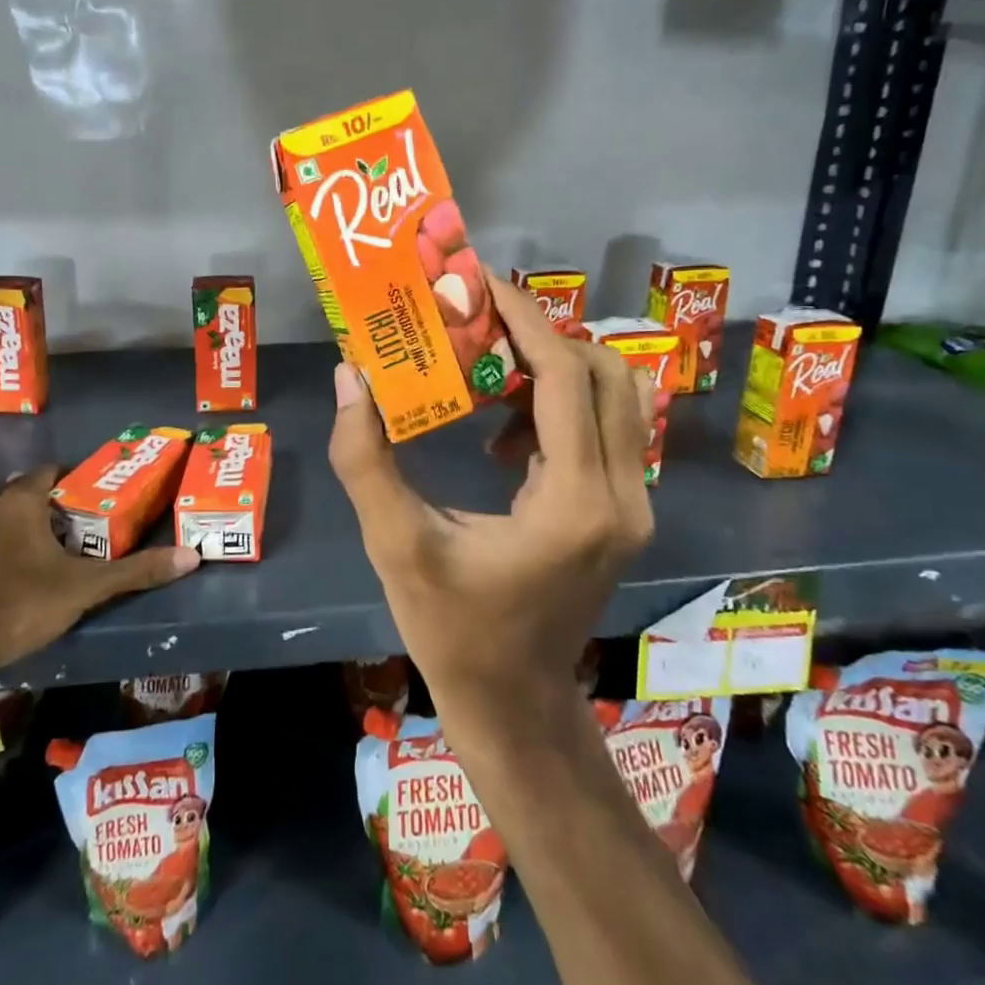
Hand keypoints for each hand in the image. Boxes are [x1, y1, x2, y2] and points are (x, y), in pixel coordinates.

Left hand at [0, 467, 197, 701]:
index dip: (61, 483)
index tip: (74, 503)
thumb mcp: (83, 592)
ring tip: (1, 570)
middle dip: (26, 516)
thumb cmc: (15, 611)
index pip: (45, 474)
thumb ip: (135, 572)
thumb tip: (192, 556)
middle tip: (44, 547)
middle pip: (8, 501)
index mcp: (18, 506)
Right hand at [328, 272, 654, 731]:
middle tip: (475, 327)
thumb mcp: (396, 544)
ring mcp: (634, 504)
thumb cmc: (453, 629)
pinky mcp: (624, 510)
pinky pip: (607, 427)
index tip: (477, 281)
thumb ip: (366, 458)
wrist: (514, 703)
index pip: (564, 376)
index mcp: (574, 501)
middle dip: (539, 335)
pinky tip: (505, 437)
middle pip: (603, 372)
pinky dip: (561, 405)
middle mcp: (622, 494)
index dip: (522, 317)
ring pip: (615, 396)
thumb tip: (350, 376)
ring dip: (554, 368)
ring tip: (488, 377)